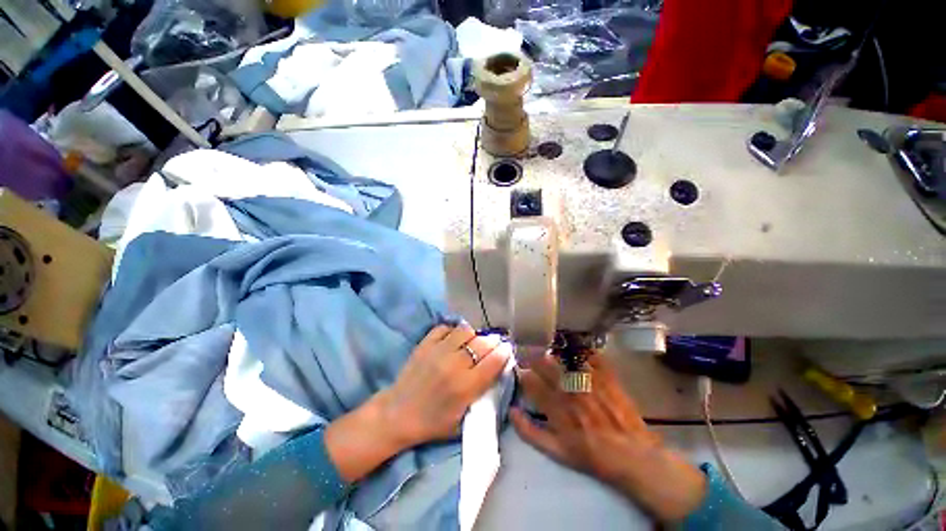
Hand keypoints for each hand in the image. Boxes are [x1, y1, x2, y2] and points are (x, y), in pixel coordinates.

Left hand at [326, 324, 510, 481]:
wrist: (397, 414)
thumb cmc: (433, 423)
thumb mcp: (463, 420)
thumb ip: (482, 396)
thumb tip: (497, 372)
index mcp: (466, 386)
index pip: (494, 361)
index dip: (504, 352)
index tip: (507, 349)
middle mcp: (455, 364)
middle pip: (482, 342)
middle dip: (493, 341)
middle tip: (494, 342)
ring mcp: (438, 351)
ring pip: (465, 331)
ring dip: (473, 335)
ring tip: (473, 341)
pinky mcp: (425, 344)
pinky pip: (445, 328)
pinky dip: (453, 331)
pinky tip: (454, 338)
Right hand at [511, 352, 706, 522]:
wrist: (633, 457)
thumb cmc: (592, 455)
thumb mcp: (557, 452)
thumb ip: (531, 432)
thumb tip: (512, 411)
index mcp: (557, 409)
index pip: (532, 382)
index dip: (523, 372)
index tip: (520, 368)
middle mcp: (570, 391)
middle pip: (546, 365)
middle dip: (534, 357)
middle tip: (531, 352)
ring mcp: (590, 382)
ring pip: (565, 357)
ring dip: (554, 350)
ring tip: (549, 346)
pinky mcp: (606, 377)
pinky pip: (591, 355)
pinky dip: (582, 348)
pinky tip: (575, 345)